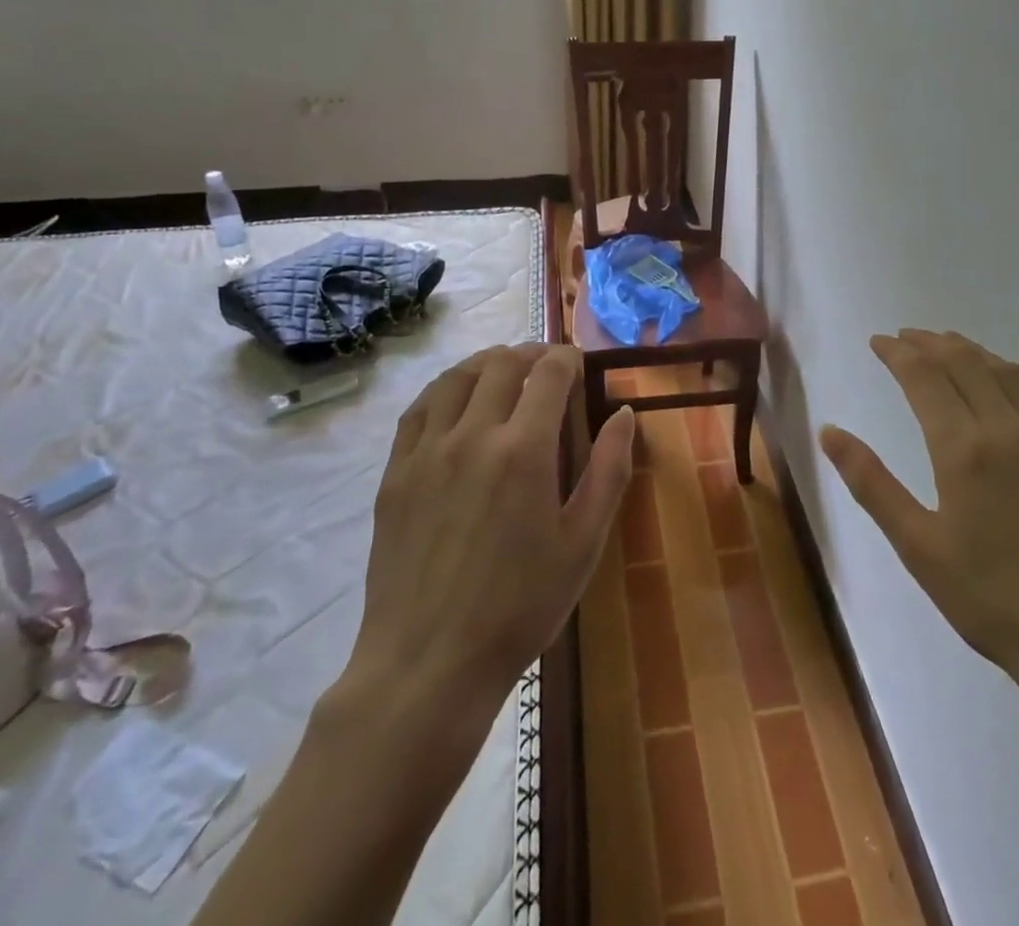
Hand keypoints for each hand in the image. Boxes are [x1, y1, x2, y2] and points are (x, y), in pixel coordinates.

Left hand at [343, 344, 634, 716]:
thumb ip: (609, 471)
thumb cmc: (520, 607)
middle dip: (530, 354)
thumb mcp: (583, 544)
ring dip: (486, 363)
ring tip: (503, 372)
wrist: (429, 664)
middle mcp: (473, 435)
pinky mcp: (395, 472)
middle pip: (501, 363)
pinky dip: (444, 389)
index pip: (548, 372)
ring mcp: (426, 451)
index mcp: (524, 450)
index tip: (578, 365)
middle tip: (546, 368)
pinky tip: (455, 400)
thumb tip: (623, 414)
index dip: (567, 357)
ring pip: (456, 377)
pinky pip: (418, 408)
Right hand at [822, 330, 1018, 735]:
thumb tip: (829, 432)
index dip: (898, 353)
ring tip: (951, 345)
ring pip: (1008, 374)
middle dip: (931, 344)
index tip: (878, 341)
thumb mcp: (918, 546)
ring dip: (974, 352)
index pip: (924, 377)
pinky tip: (1015, 378)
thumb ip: (871, 483)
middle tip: (906, 337)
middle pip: (965, 364)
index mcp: (964, 448)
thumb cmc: (992, 600)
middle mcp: (1009, 429)